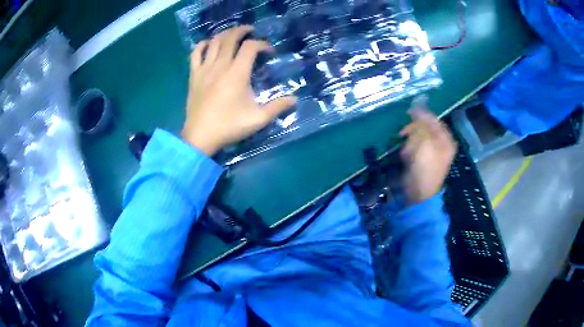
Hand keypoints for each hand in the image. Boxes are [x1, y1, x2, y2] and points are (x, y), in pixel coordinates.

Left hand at [182, 26, 296, 155]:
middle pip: (230, 38)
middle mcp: (220, 65)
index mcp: (237, 73)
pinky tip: (209, 44)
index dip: (262, 44)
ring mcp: (204, 69)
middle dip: (243, 31)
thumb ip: (277, 107)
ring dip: (225, 34)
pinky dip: (203, 45)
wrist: (200, 136)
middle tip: (251, 32)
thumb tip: (294, 100)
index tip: (269, 52)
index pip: (251, 47)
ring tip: (233, 35)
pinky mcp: (194, 75)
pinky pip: (196, 53)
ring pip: (214, 42)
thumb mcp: (258, 119)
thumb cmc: (229, 126)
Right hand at [399, 97, 456, 203]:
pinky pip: (415, 146)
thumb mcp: (425, 143)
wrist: (420, 193)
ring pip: (418, 137)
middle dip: (413, 132)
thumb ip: (422, 124)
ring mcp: (432, 151)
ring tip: (407, 152)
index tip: (408, 113)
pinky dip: (409, 150)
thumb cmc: (425, 168)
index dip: (421, 115)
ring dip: (410, 142)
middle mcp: (441, 143)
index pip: (434, 120)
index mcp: (446, 139)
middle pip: (425, 128)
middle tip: (404, 134)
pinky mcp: (423, 158)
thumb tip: (418, 106)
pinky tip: (407, 158)